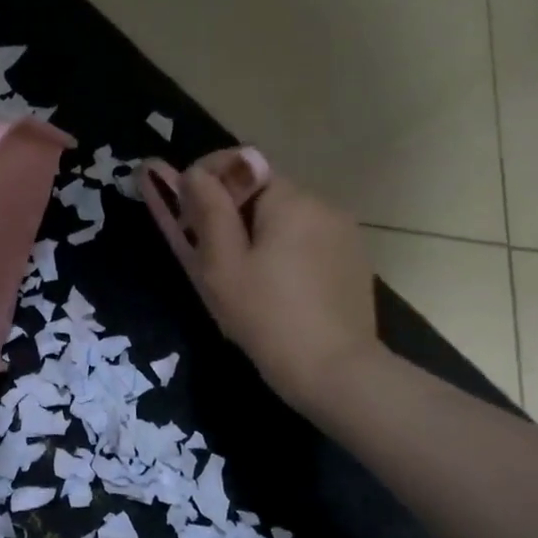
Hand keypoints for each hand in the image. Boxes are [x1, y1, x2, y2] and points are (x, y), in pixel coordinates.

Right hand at [143, 149, 377, 408]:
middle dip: (227, 210)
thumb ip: (206, 209)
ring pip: (282, 216)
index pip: (240, 163)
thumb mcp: (221, 265)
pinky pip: (305, 239)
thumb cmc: (266, 317)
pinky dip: (281, 250)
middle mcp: (322, 203)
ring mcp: (343, 232)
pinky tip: (274, 287)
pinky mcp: (352, 259)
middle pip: (260, 190)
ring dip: (253, 231)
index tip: (185, 218)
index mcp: (290, 199)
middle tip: (204, 254)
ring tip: (239, 276)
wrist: (337, 374)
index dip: (204, 182)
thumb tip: (192, 170)